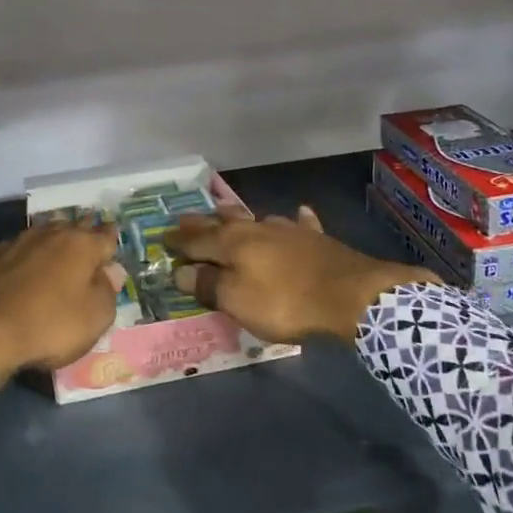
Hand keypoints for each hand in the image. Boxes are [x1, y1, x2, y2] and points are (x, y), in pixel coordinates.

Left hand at [0, 222, 122, 382]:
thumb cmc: (50, 324)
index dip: (111, 239)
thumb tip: (112, 271)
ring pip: (40, 233)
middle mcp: (50, 235)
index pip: (105, 236)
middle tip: (88, 234)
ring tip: (54, 242)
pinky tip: (8, 258)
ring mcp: (16, 243)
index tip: (113, 238)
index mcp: (81, 245)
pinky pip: (7, 251)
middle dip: (82, 231)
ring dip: (49, 238)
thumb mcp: (95, 317)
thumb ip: (108, 291)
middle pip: (72, 227)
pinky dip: (13, 255)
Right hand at [168, 207, 436, 342]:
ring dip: (239, 216)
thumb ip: (209, 285)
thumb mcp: (238, 301)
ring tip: (227, 211)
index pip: (198, 241)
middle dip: (202, 223)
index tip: (163, 237)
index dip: (179, 242)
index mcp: (233, 244)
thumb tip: (180, 271)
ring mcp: (289, 231)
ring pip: (257, 219)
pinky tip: (298, 214)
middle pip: (224, 223)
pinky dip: (295, 220)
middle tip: (184, 217)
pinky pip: (300, 224)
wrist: (349, 294)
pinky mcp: (316, 239)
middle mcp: (257, 230)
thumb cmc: (285, 301)